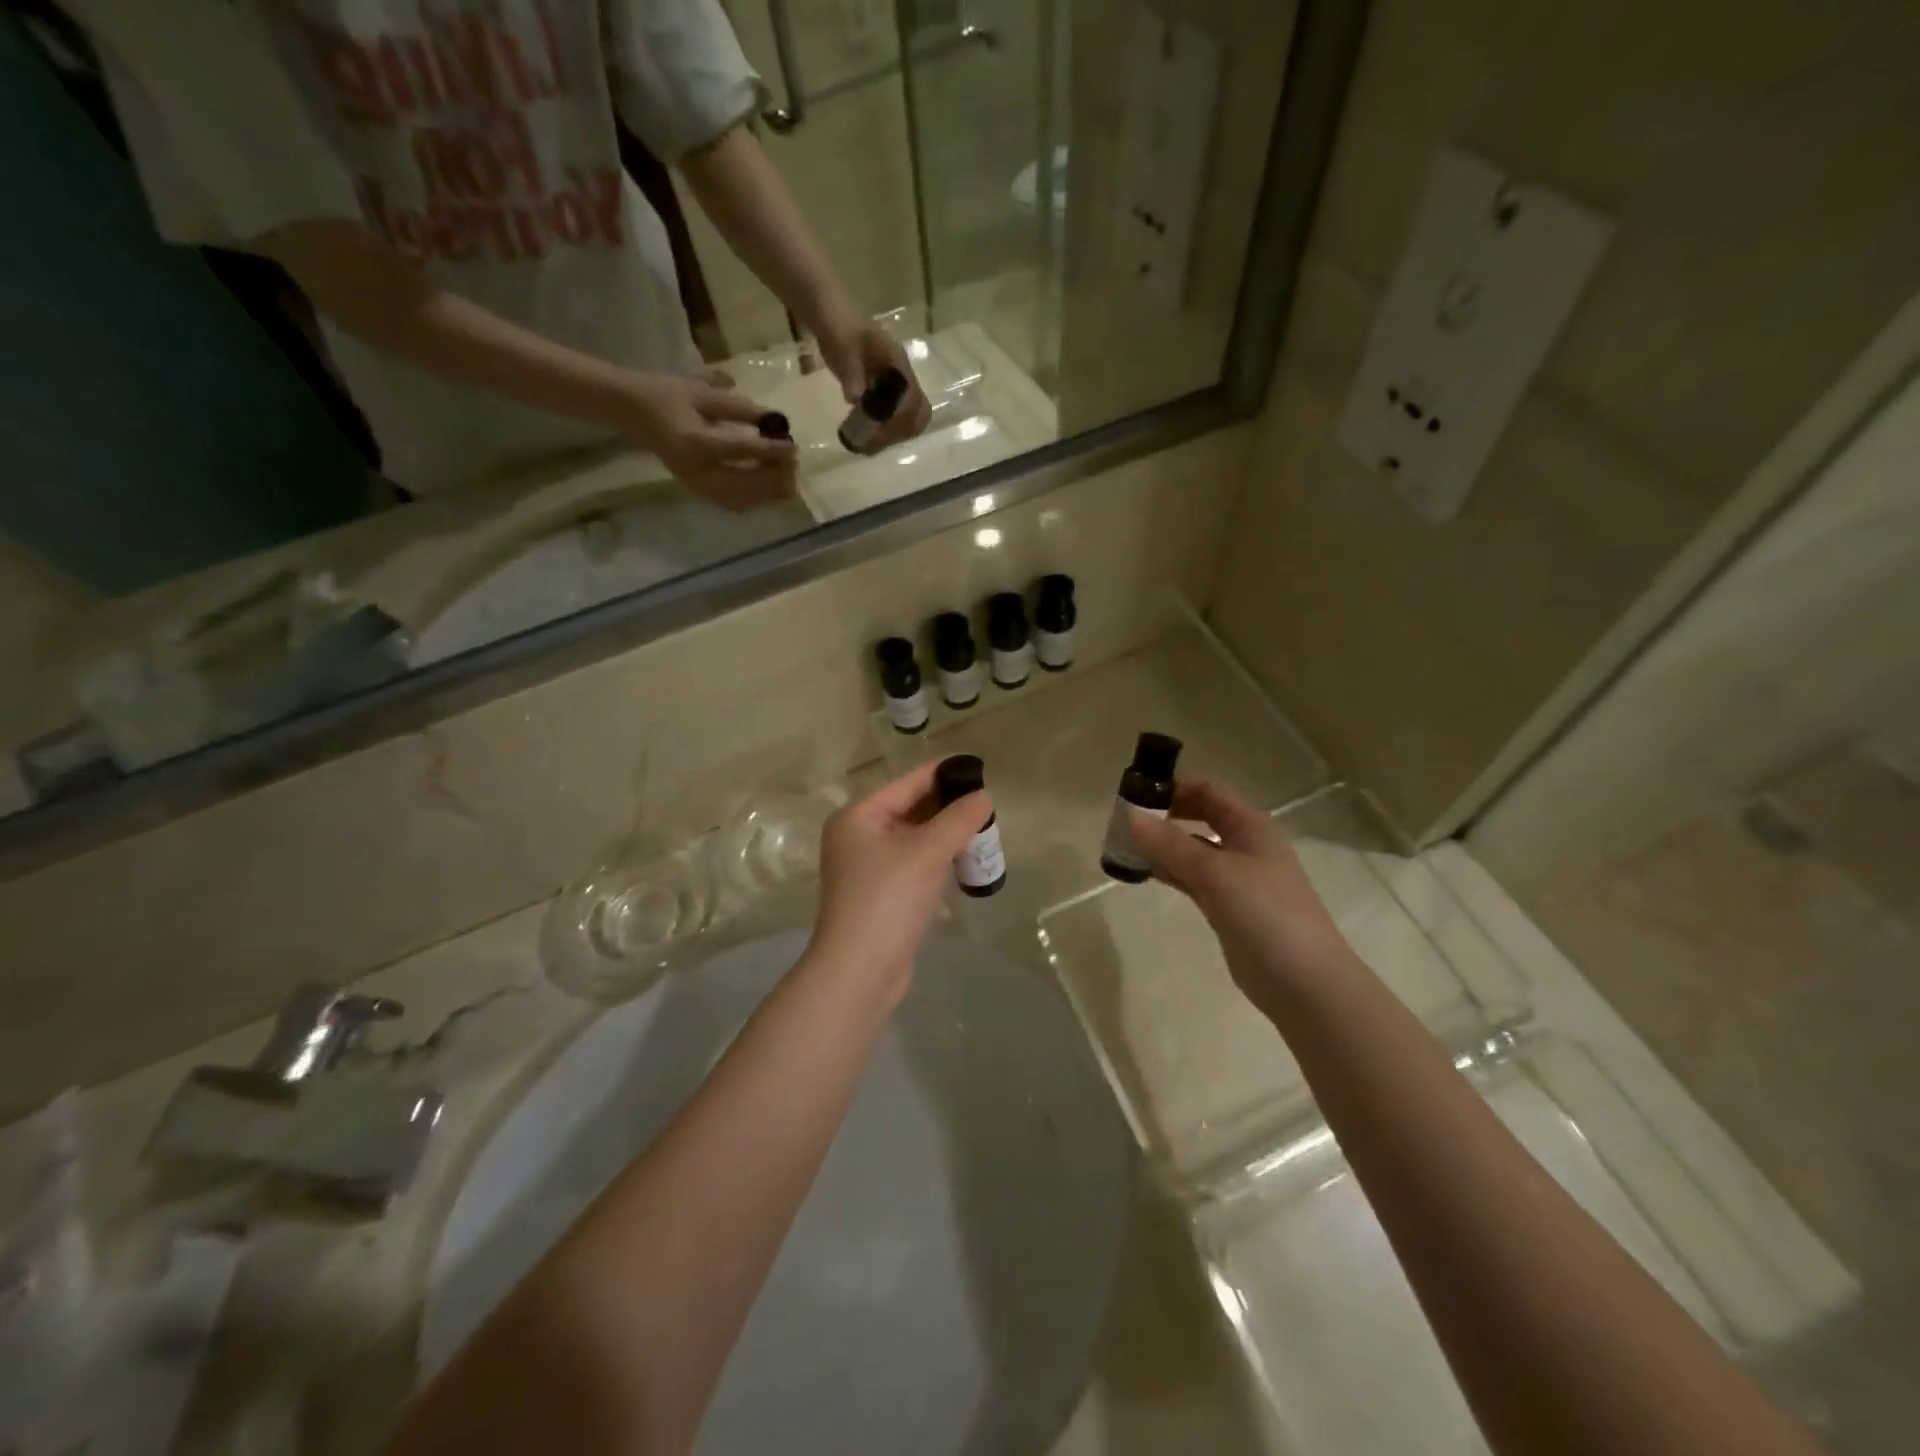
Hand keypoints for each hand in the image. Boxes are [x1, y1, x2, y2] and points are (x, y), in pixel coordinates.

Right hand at [620, 372, 796, 511]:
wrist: (634, 412)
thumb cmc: (668, 396)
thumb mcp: (704, 393)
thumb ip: (740, 408)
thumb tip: (775, 419)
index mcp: (694, 442)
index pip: (740, 450)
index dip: (771, 451)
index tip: (793, 447)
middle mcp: (696, 471)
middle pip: (744, 485)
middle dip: (773, 477)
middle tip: (793, 463)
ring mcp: (696, 485)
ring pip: (741, 500)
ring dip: (768, 492)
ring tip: (787, 475)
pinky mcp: (699, 491)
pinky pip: (733, 503)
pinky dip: (755, 498)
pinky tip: (769, 485)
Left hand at [804, 762, 992, 1002]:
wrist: (860, 972)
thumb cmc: (888, 900)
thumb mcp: (927, 852)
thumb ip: (958, 819)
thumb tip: (983, 797)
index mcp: (859, 816)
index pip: (908, 783)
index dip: (944, 774)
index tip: (979, 769)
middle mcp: (859, 835)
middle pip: (911, 809)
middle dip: (949, 808)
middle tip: (988, 806)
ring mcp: (870, 866)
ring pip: (916, 838)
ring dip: (947, 835)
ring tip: (984, 831)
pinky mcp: (883, 893)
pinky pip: (916, 863)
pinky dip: (939, 859)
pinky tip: (966, 861)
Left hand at [815, 311, 933, 451]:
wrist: (827, 315)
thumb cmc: (837, 327)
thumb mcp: (843, 346)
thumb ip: (851, 372)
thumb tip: (856, 399)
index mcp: (898, 363)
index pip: (913, 397)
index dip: (903, 418)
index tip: (883, 431)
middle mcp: (900, 376)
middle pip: (916, 411)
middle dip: (902, 429)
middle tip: (879, 442)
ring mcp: (891, 383)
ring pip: (905, 415)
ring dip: (893, 431)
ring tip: (871, 444)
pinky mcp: (880, 389)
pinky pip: (889, 413)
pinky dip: (882, 427)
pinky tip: (864, 435)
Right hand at [1125, 778, 1356, 1016]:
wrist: (1304, 983)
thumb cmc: (1266, 915)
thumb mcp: (1216, 873)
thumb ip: (1171, 845)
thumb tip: (1130, 817)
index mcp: (1250, 826)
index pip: (1207, 790)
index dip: (1173, 787)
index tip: (1135, 794)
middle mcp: (1244, 845)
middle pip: (1199, 816)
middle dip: (1164, 815)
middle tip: (1124, 822)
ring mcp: (1236, 878)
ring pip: (1192, 849)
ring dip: (1162, 845)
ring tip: (1124, 847)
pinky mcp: (1226, 906)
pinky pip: (1192, 878)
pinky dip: (1169, 871)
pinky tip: (1143, 872)